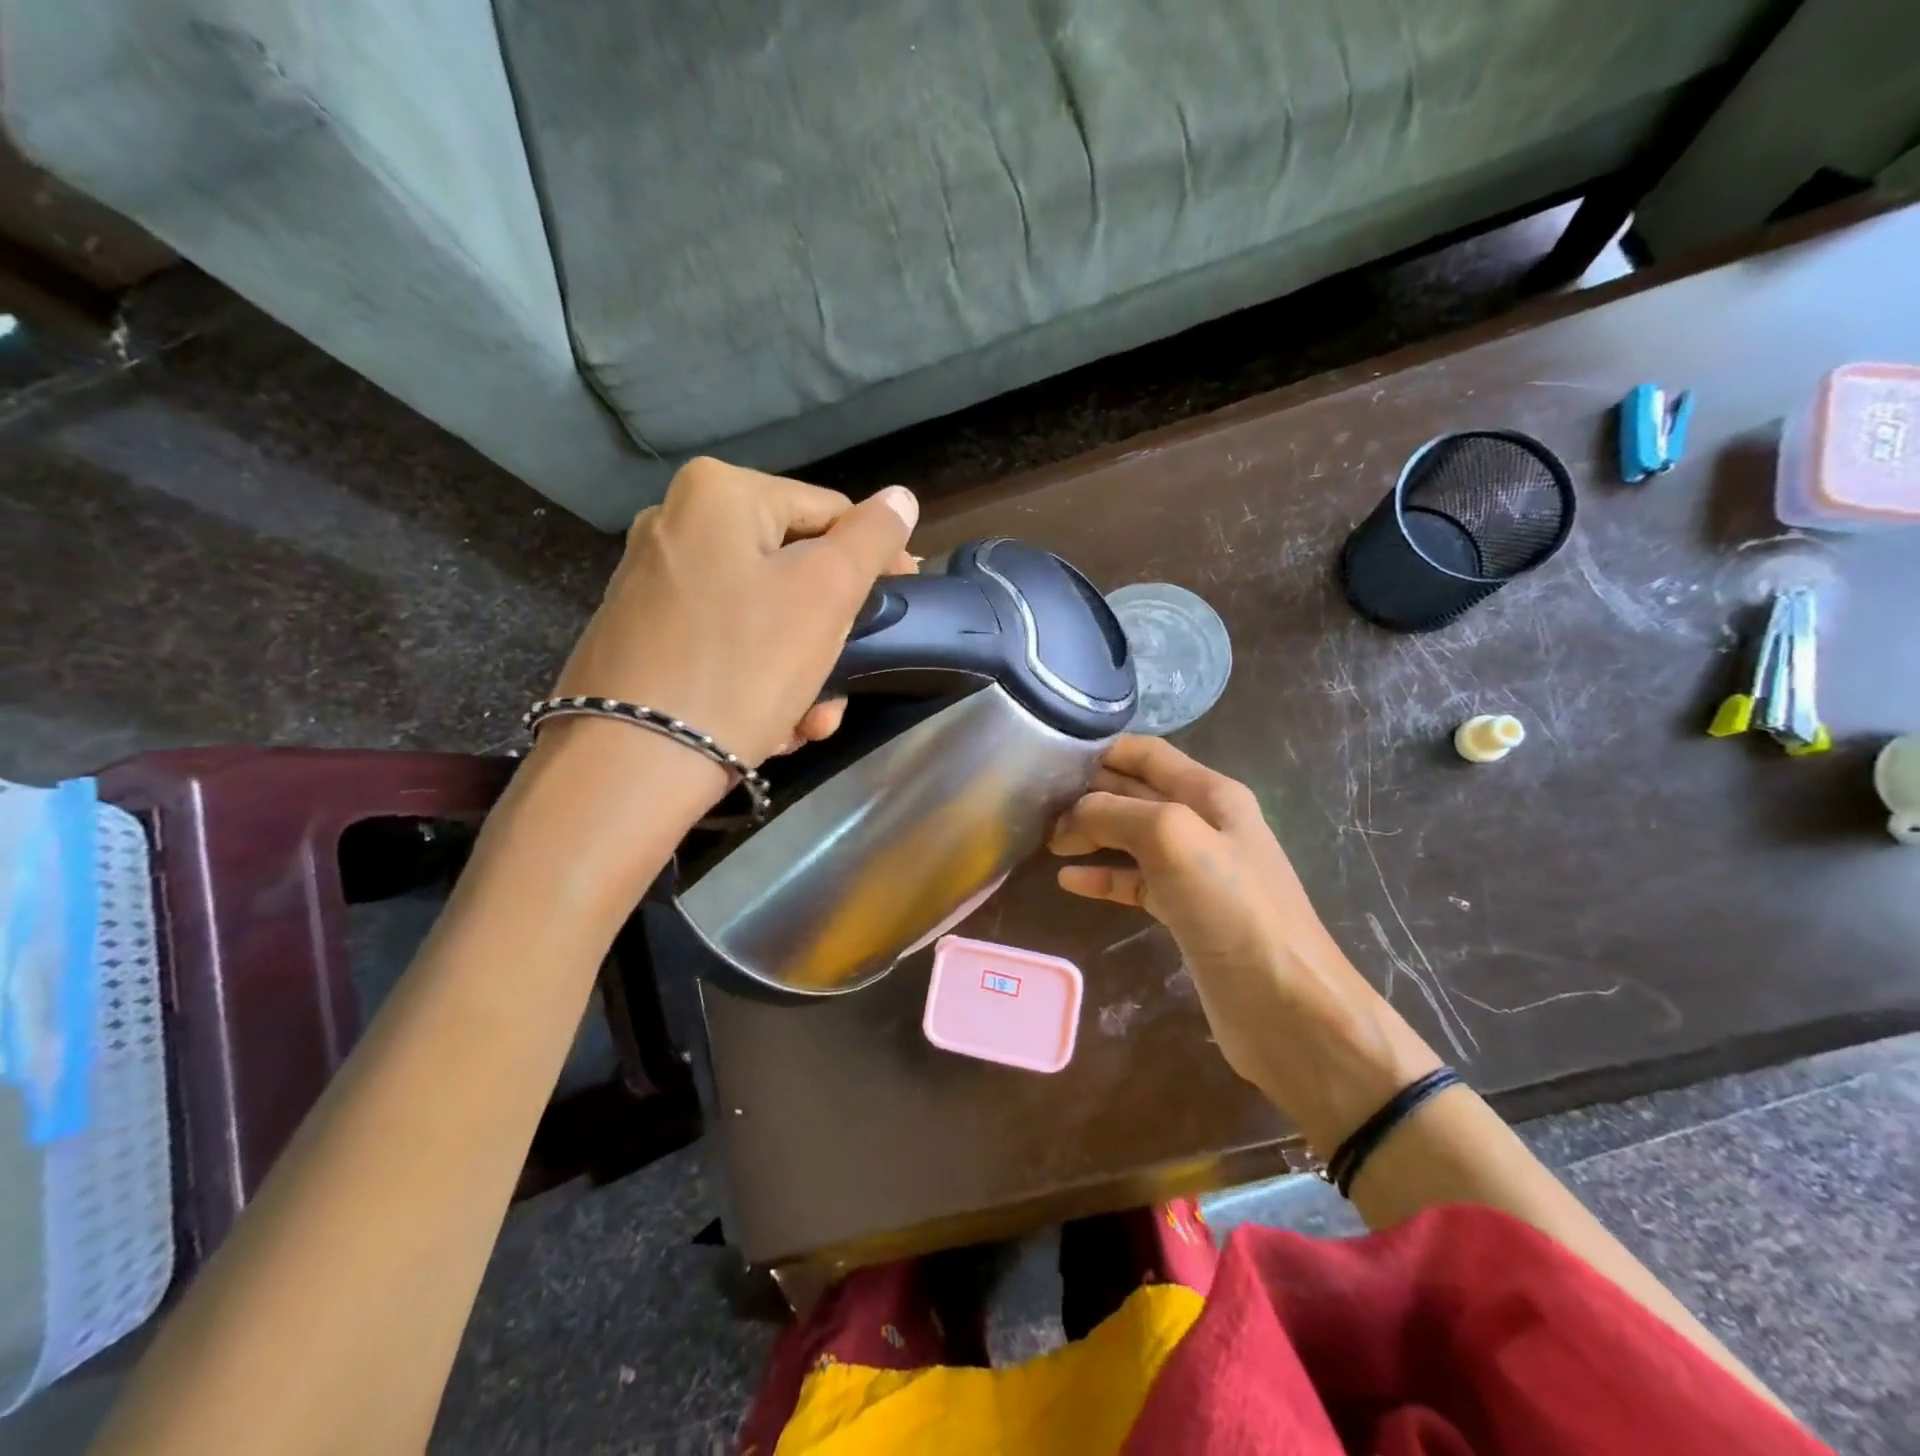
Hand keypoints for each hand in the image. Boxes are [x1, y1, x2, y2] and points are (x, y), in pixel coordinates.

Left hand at [553, 458, 918, 768]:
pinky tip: (770, 728)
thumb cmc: (744, 665)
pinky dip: (756, 680)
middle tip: (844, 689)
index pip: (829, 512)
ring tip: (809, 724)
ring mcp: (653, 582)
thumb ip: (870, 539)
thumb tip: (901, 498)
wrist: (632, 764)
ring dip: (800, 672)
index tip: (900, 609)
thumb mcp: (826, 595)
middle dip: (830, 638)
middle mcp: (676, 523)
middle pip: (793, 571)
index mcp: (719, 493)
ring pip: (763, 616)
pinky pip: (724, 644)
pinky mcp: (641, 635)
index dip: (875, 560)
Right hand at [1050, 736, 1438, 1148]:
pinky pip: (1135, 882)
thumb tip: (1074, 814)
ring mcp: (1194, 870)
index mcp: (1210, 793)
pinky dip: (1102, 877)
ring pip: (1131, 838)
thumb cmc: (1232, 908)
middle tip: (1036, 806)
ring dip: (1090, 834)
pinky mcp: (1184, 911)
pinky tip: (1068, 881)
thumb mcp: (1172, 838)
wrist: (1286, 1005)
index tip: (1050, 760)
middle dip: (1088, 794)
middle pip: (1134, 793)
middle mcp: (1203, 823)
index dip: (1101, 751)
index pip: (1147, 754)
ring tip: (1046, 840)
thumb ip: (1117, 812)